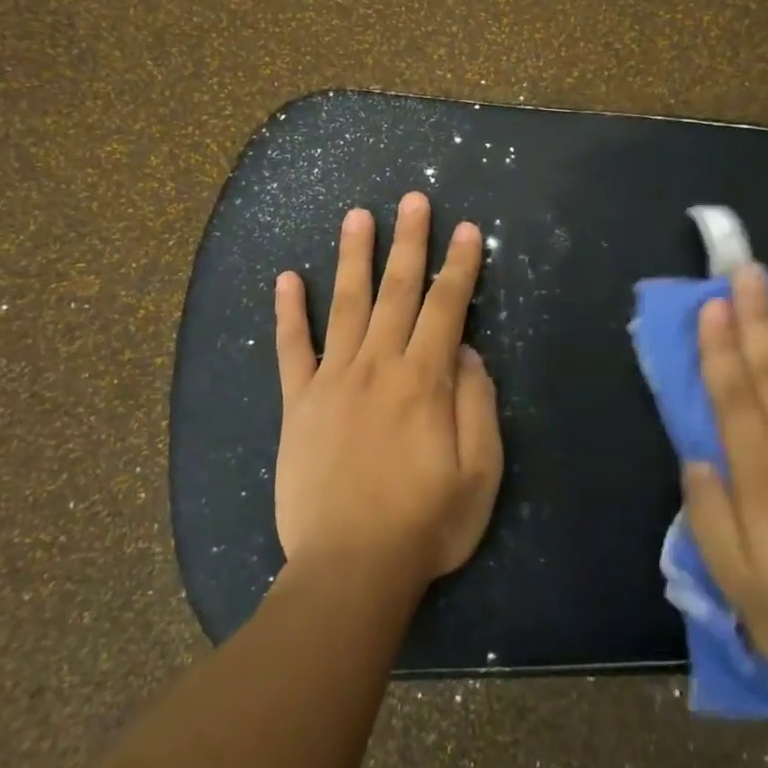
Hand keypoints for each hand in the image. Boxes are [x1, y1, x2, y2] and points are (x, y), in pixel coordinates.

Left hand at [272, 192, 503, 585]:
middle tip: (412, 199)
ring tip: (357, 216)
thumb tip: (465, 351)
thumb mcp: (479, 472)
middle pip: (396, 291)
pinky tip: (287, 278)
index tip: (465, 230)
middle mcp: (377, 366)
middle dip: (409, 242)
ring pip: (346, 305)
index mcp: (424, 380)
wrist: (350, 569)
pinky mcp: (298, 404)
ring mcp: (332, 381)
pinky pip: (292, 349)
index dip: (458, 266)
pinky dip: (289, 312)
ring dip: (353, 257)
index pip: (446, 308)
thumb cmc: (425, 524)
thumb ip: (476, 404)